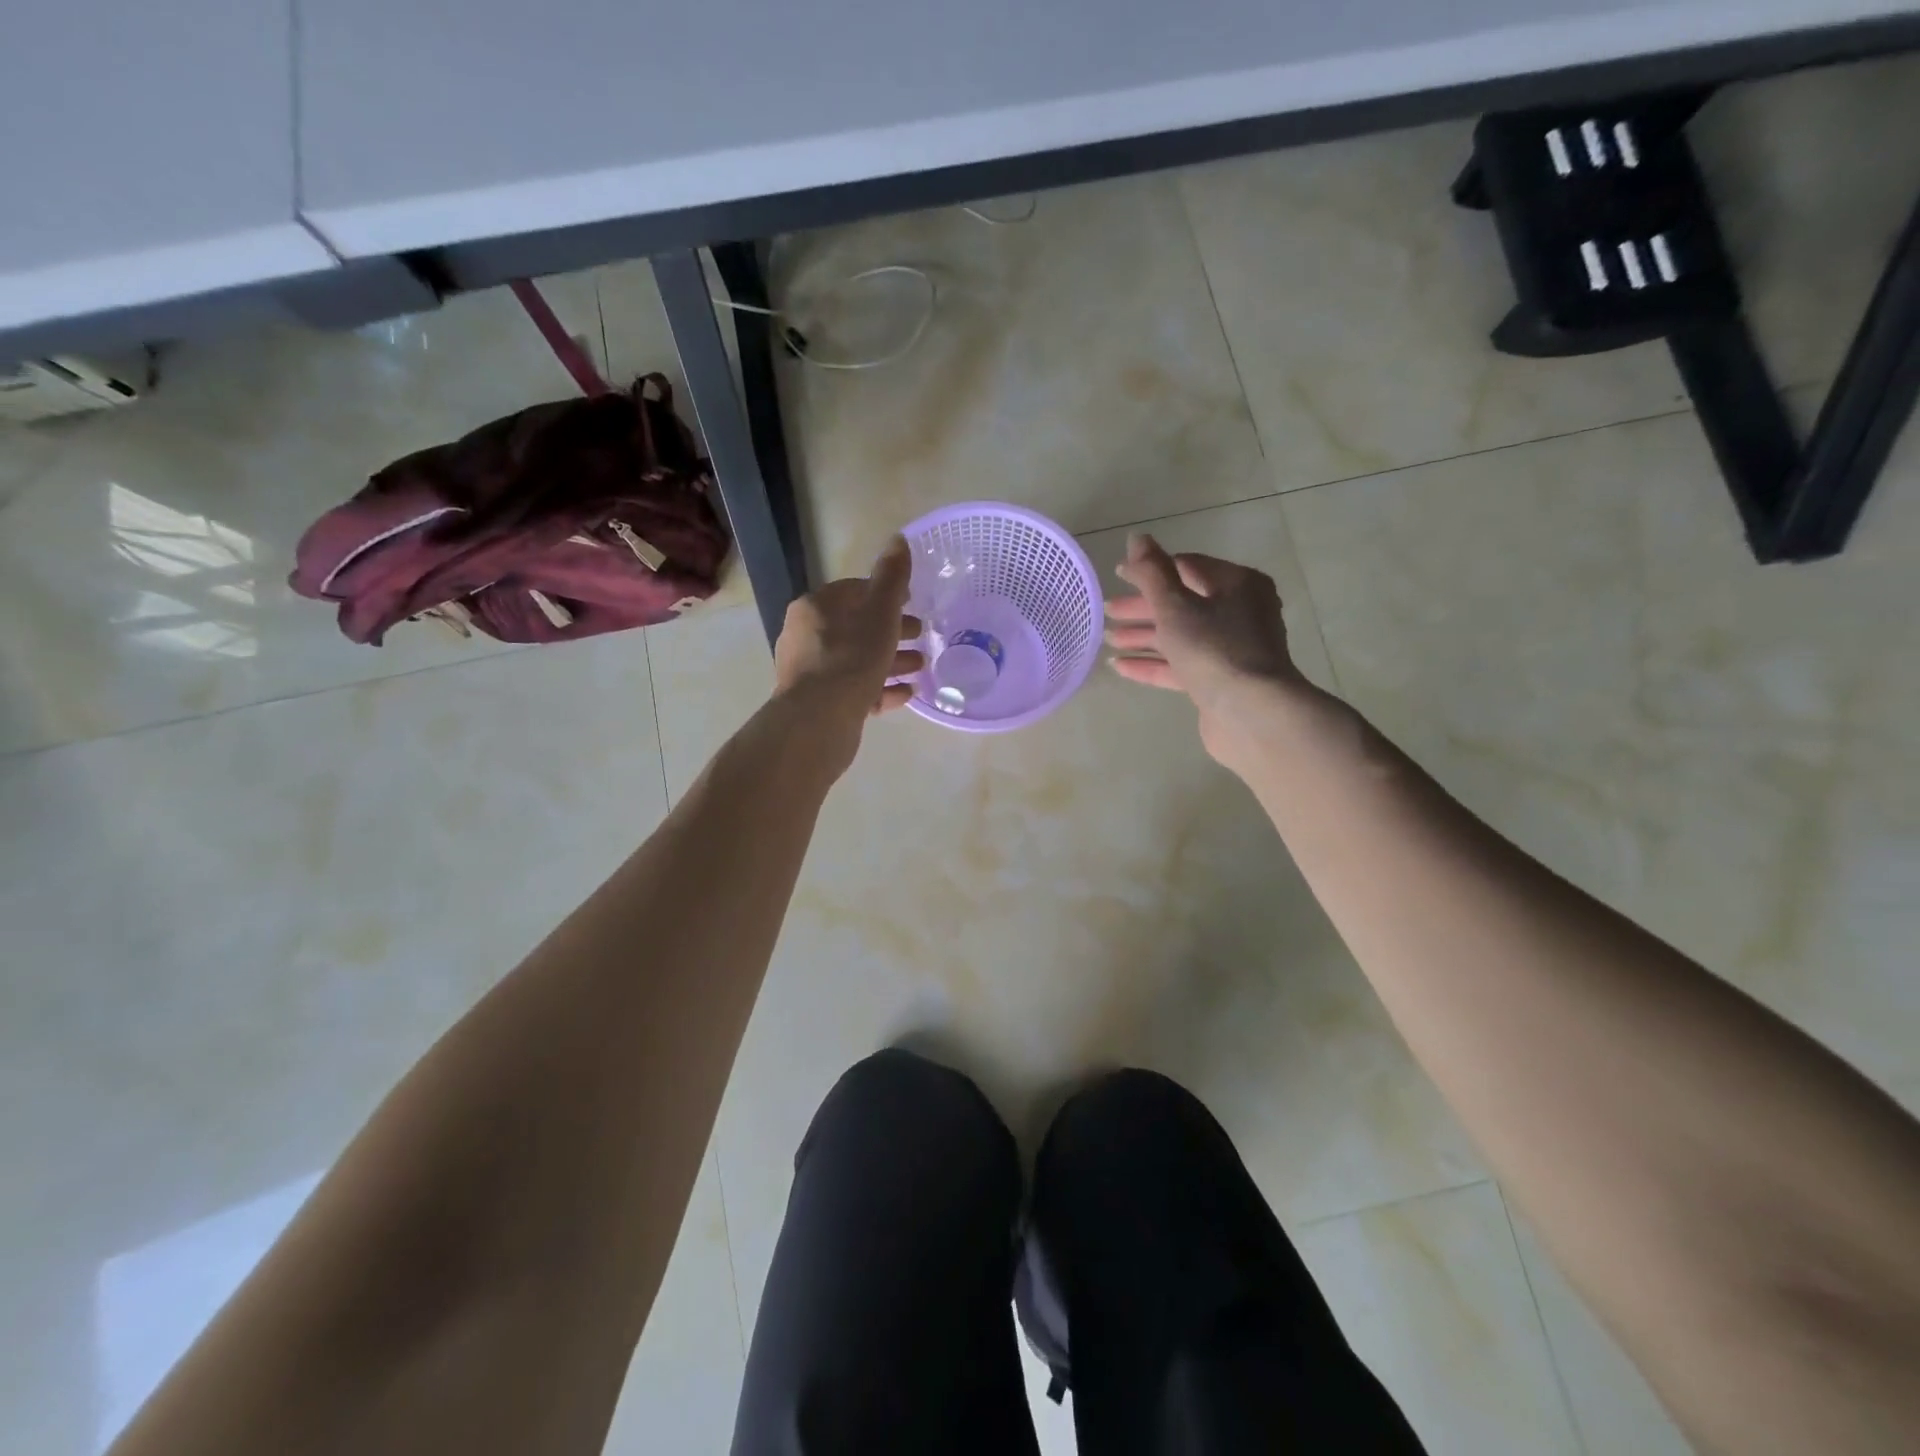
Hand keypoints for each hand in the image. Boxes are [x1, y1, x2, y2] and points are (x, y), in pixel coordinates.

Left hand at [773, 537, 924, 756]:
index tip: (912, 603)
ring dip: (891, 661)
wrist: (819, 720)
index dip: (886, 594)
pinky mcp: (821, 703)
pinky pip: (856, 689)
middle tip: (921, 636)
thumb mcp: (880, 612)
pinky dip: (881, 688)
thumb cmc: (851, 657)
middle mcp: (807, 637)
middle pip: (857, 627)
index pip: (853, 591)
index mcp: (816, 608)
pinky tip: (907, 693)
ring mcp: (812, 672)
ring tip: (921, 666)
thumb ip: (892, 578)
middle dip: (892, 631)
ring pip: (858, 660)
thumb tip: (899, 539)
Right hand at [1105, 533, 1313, 761]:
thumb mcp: (1176, 606)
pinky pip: (1182, 665)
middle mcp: (1240, 612)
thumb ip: (1152, 572)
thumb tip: (1137, 538)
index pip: (1187, 567)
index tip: (1118, 577)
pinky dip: (1154, 664)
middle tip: (1107, 612)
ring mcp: (1232, 649)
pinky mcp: (1221, 680)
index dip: (1150, 570)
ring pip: (1181, 636)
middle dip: (1143, 608)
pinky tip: (1121, 667)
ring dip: (1144, 637)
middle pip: (1183, 603)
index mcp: (1237, 584)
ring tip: (1108, 640)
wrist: (1252, 713)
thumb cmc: (1215, 649)